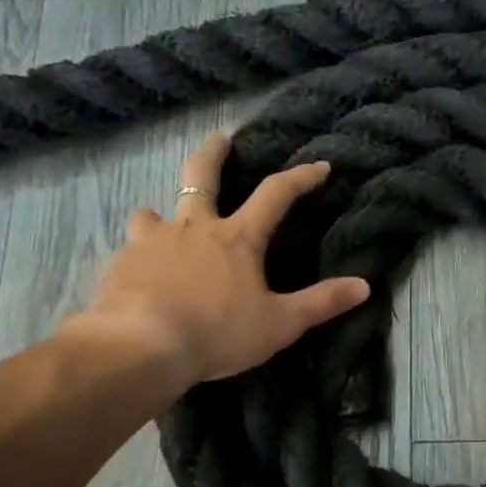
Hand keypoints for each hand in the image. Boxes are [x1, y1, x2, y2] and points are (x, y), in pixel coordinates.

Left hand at [58, 135, 369, 387]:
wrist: (142, 346)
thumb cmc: (218, 332)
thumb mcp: (280, 323)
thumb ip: (321, 303)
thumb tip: (364, 286)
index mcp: (237, 238)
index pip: (275, 194)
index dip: (300, 177)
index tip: (319, 166)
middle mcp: (193, 228)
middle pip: (201, 176)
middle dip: (214, 154)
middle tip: (219, 140)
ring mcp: (152, 242)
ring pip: (153, 213)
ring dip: (161, 214)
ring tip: (162, 223)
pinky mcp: (121, 264)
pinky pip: (131, 250)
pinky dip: (139, 255)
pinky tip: (139, 275)